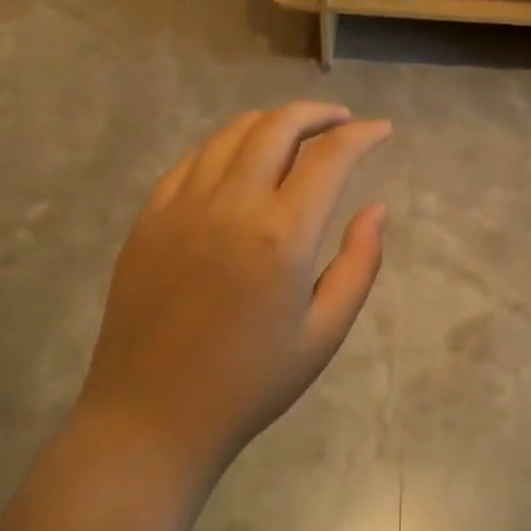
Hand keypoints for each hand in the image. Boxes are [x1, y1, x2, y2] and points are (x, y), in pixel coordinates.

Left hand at [80, 103, 390, 482]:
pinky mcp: (149, 217)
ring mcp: (182, 206)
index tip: (381, 130)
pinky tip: (240, 160)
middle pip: (277, 127)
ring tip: (296, 133)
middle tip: (341, 120)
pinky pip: (193, 159)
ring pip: (232, 133)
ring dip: (272, 122)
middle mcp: (230, 205)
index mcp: (281, 236)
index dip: (362, 135)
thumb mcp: (324, 333)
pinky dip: (227, 145)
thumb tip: (375, 208)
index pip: (330, 157)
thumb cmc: (250, 383)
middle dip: (317, 114)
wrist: (151, 417)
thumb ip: (359, 264)